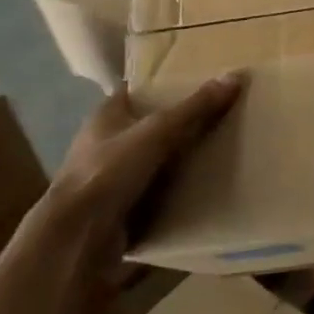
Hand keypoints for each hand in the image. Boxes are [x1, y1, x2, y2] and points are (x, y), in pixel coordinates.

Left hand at [29, 75, 244, 313]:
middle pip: (148, 125)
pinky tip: (203, 185)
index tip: (199, 81)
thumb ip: (195, 107)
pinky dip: (175, 188)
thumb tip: (235, 76)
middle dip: (179, 122)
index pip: (138, 90)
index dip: (164, 84)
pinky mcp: (119, 207)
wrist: (78, 238)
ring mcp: (110, 177)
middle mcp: (105, 142)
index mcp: (106, 115)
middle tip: (220, 115)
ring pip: (153, 159)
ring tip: (220, 149)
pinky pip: (154, 190)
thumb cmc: (109, 171)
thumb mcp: (158, 132)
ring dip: (179, 158)